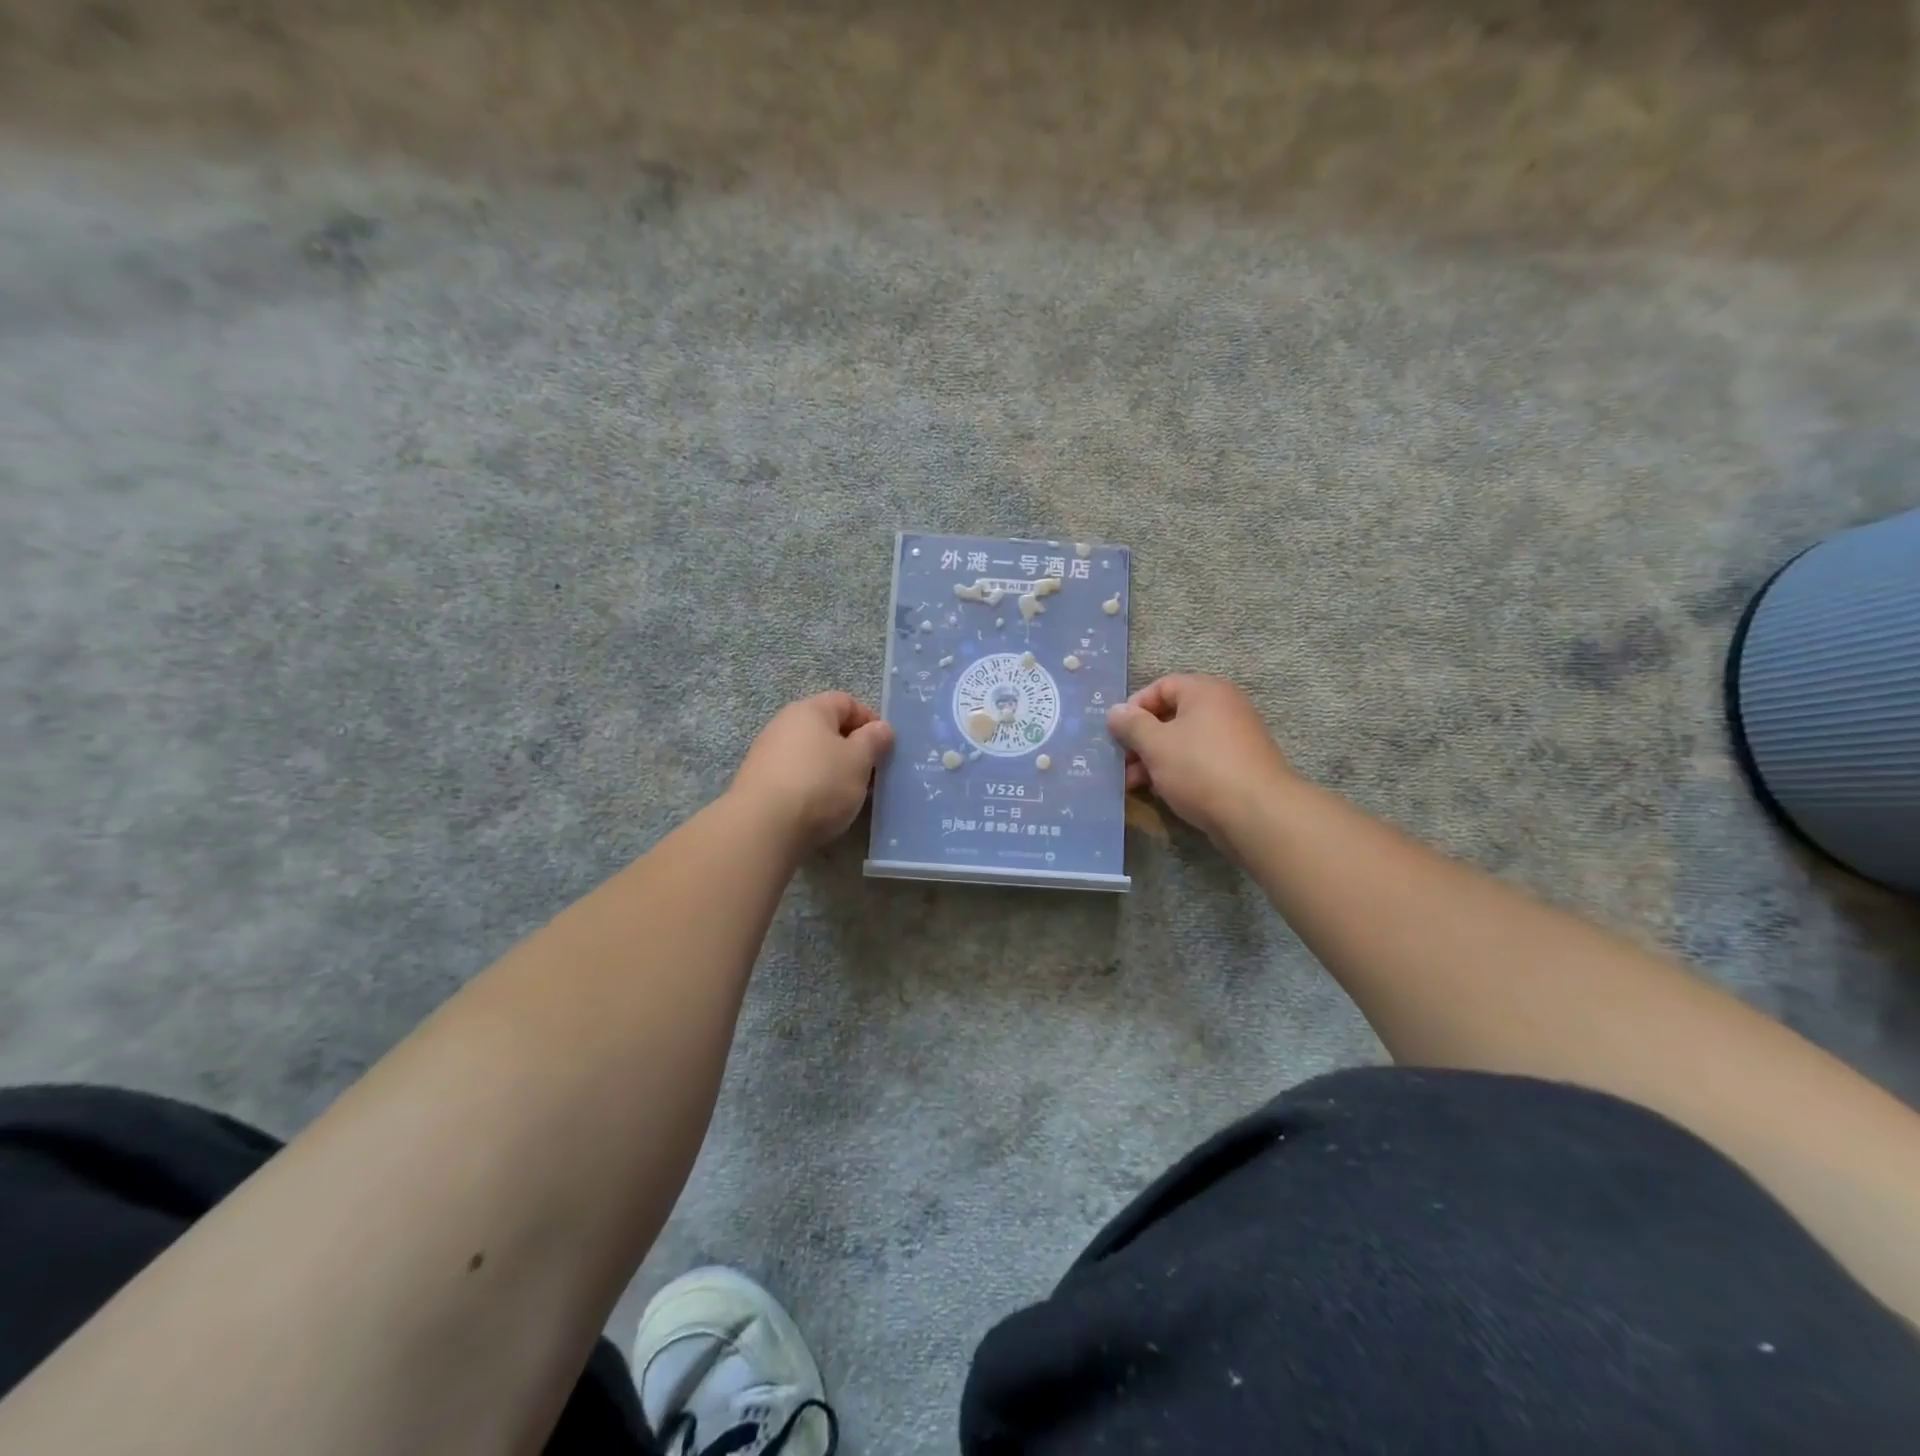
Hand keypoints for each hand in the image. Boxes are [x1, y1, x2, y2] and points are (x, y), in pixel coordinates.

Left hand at [730, 692, 894, 850]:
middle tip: (870, 773)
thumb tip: (881, 727)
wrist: (763, 827)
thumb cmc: (820, 784)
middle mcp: (784, 724)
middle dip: (852, 748)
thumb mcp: (859, 760)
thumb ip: (873, 740)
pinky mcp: (759, 782)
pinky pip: (795, 776)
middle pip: (826, 728)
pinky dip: (812, 786)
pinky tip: (820, 808)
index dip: (869, 720)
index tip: (884, 747)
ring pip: (811, 754)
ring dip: (832, 769)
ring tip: (848, 795)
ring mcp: (767, 753)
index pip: (846, 701)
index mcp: (810, 710)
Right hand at [1106, 675, 1293, 844]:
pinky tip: (1161, 792)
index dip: (1134, 707)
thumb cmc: (1200, 768)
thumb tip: (1115, 710)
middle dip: (1142, 740)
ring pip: (1184, 742)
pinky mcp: (1240, 766)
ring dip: (1155, 759)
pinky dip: (1178, 772)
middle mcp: (1224, 707)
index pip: (1161, 686)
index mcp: (1205, 691)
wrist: (1258, 814)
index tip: (1117, 733)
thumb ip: (1131, 725)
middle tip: (1122, 763)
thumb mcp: (1155, 745)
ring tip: (1135, 784)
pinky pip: (1200, 760)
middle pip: (1172, 715)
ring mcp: (1235, 738)